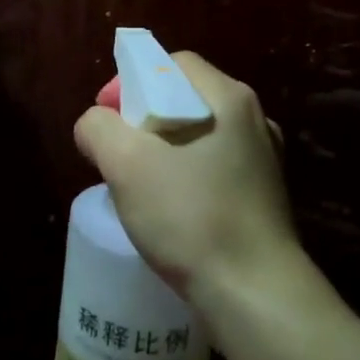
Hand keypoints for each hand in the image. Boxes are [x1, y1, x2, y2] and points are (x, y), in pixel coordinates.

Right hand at [73, 51, 298, 302]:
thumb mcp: (126, 164)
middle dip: (143, 118)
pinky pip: (214, 168)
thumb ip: (99, 128)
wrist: (255, 295)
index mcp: (228, 98)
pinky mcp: (264, 196)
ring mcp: (264, 159)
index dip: (131, 81)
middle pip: (185, 98)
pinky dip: (187, 176)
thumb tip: (96, 123)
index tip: (107, 116)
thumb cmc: (191, 217)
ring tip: (139, 183)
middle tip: (118, 152)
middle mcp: (254, 120)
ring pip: (199, 135)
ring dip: (163, 150)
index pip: (172, 63)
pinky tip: (171, 210)